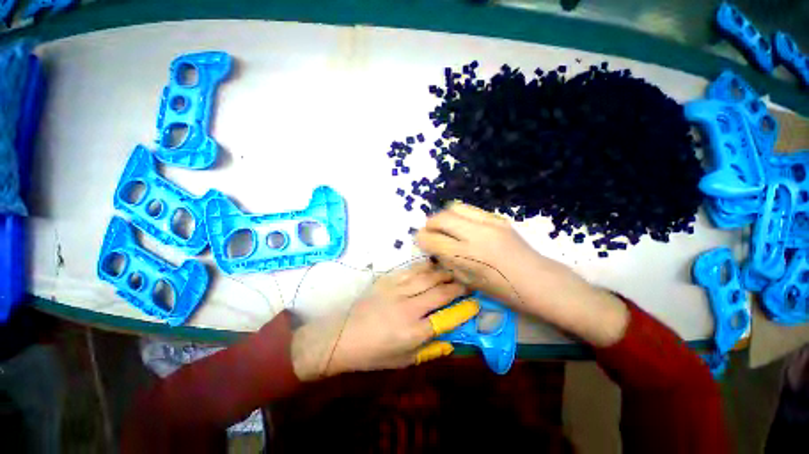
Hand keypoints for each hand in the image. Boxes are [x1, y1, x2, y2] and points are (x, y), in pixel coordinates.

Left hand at [291, 262, 478, 380]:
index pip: (447, 318)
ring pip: (427, 277)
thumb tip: (452, 341)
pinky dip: (424, 266)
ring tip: (454, 270)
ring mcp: (397, 290)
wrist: (343, 336)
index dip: (465, 309)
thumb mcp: (404, 360)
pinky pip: (410, 270)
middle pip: (440, 292)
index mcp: (413, 332)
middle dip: (458, 286)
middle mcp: (408, 308)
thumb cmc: (374, 353)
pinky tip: (433, 264)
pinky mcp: (387, 280)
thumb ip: (430, 350)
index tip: (476, 302)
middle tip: (469, 281)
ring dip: (443, 273)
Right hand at [416, 202, 629, 347]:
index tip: (420, 241)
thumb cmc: (503, 291)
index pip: (432, 239)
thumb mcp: (468, 281)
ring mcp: (489, 223)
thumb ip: (447, 261)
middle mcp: (476, 235)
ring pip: (455, 207)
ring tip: (446, 227)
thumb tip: (433, 247)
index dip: (421, 238)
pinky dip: (460, 216)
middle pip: (441, 217)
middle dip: (430, 224)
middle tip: (430, 232)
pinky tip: (464, 227)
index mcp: (467, 256)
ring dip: (444, 216)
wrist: (539, 281)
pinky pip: (471, 210)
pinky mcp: (498, 218)